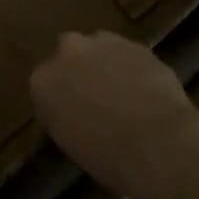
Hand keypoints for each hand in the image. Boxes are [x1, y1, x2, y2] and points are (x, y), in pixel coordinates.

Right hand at [30, 32, 198, 198]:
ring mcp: (103, 41)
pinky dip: (132, 67)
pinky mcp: (134, 42)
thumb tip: (75, 112)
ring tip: (124, 96)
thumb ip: (65, 116)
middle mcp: (68, 51)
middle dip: (80, 70)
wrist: (155, 141)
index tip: (71, 117)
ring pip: (100, 49)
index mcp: (43, 81)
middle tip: (96, 99)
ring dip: (106, 64)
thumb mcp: (70, 143)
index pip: (44, 87)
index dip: (60, 101)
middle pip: (69, 56)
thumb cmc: (106, 157)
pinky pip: (127, 54)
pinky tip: (145, 92)